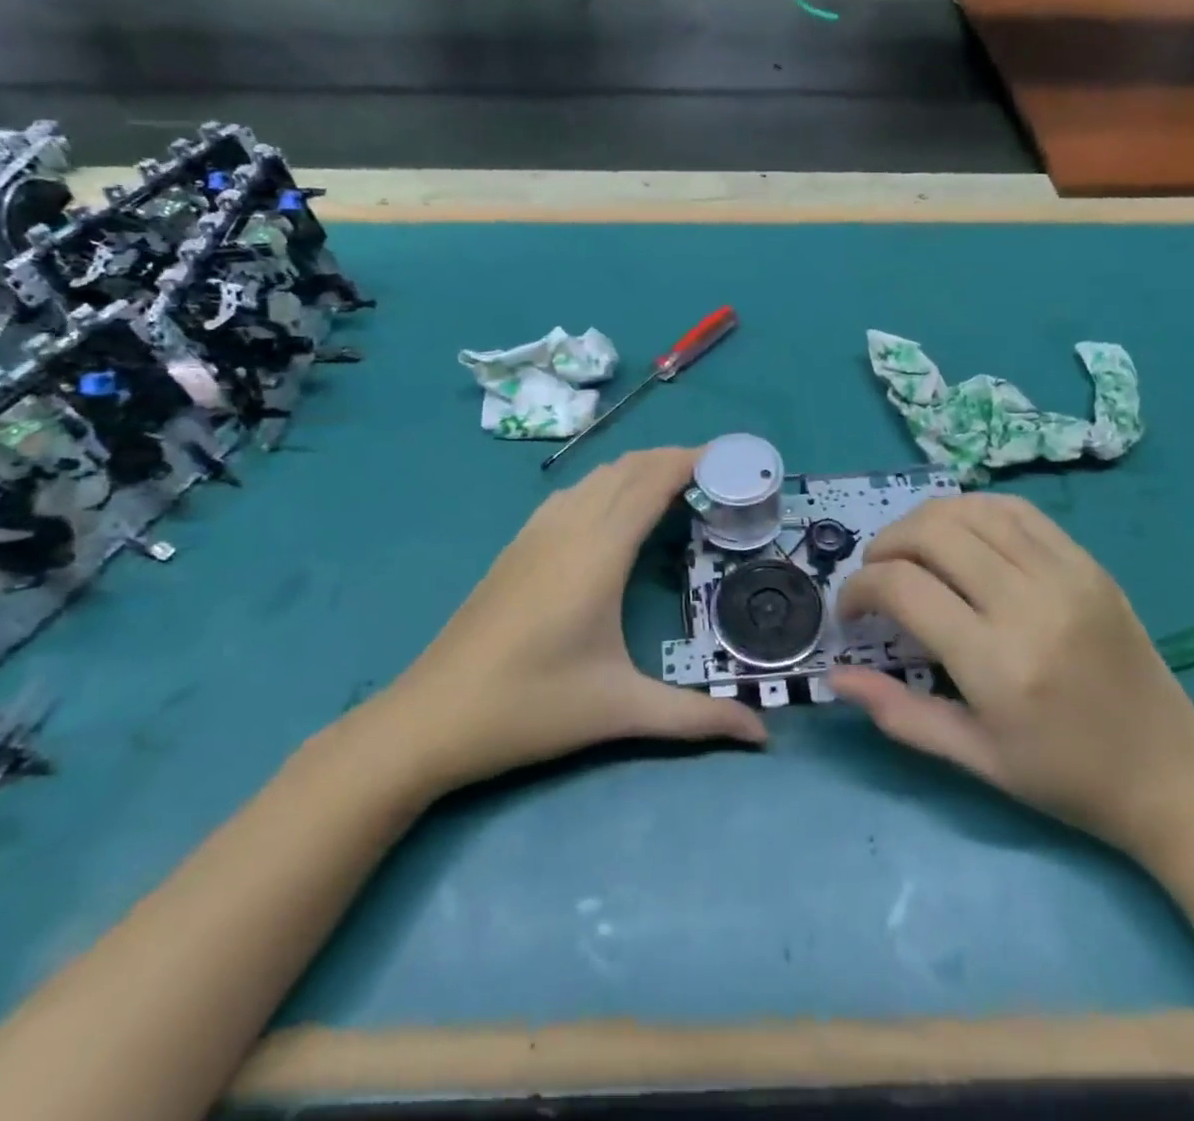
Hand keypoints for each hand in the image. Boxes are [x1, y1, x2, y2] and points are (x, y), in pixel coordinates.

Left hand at [379, 448, 766, 796]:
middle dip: (671, 459)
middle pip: (626, 469)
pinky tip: (612, 513)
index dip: (691, 460)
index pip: (651, 482)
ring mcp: (535, 534)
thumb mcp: (621, 711)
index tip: (730, 457)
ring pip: (595, 478)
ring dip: (637, 470)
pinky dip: (605, 486)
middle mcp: (568, 528)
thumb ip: (697, 718)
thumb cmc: (531, 707)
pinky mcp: (515, 547)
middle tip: (715, 475)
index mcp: (598, 553)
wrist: (430, 717)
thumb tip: (763, 736)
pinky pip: (571, 495)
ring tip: (674, 487)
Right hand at [829, 495, 1193, 857]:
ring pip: (970, 510)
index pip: (903, 587)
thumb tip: (835, 677)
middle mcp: (1029, 603)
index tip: (851, 611)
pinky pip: (1016, 511)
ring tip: (909, 552)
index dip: (860, 588)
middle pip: (931, 533)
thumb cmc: (1065, 777)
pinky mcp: (1088, 563)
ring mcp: (1065, 574)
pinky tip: (959, 536)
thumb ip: (898, 712)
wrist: (1172, 773)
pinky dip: (972, 511)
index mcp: (997, 663)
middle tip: (875, 576)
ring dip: (923, 522)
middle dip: (884, 546)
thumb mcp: (974, 757)